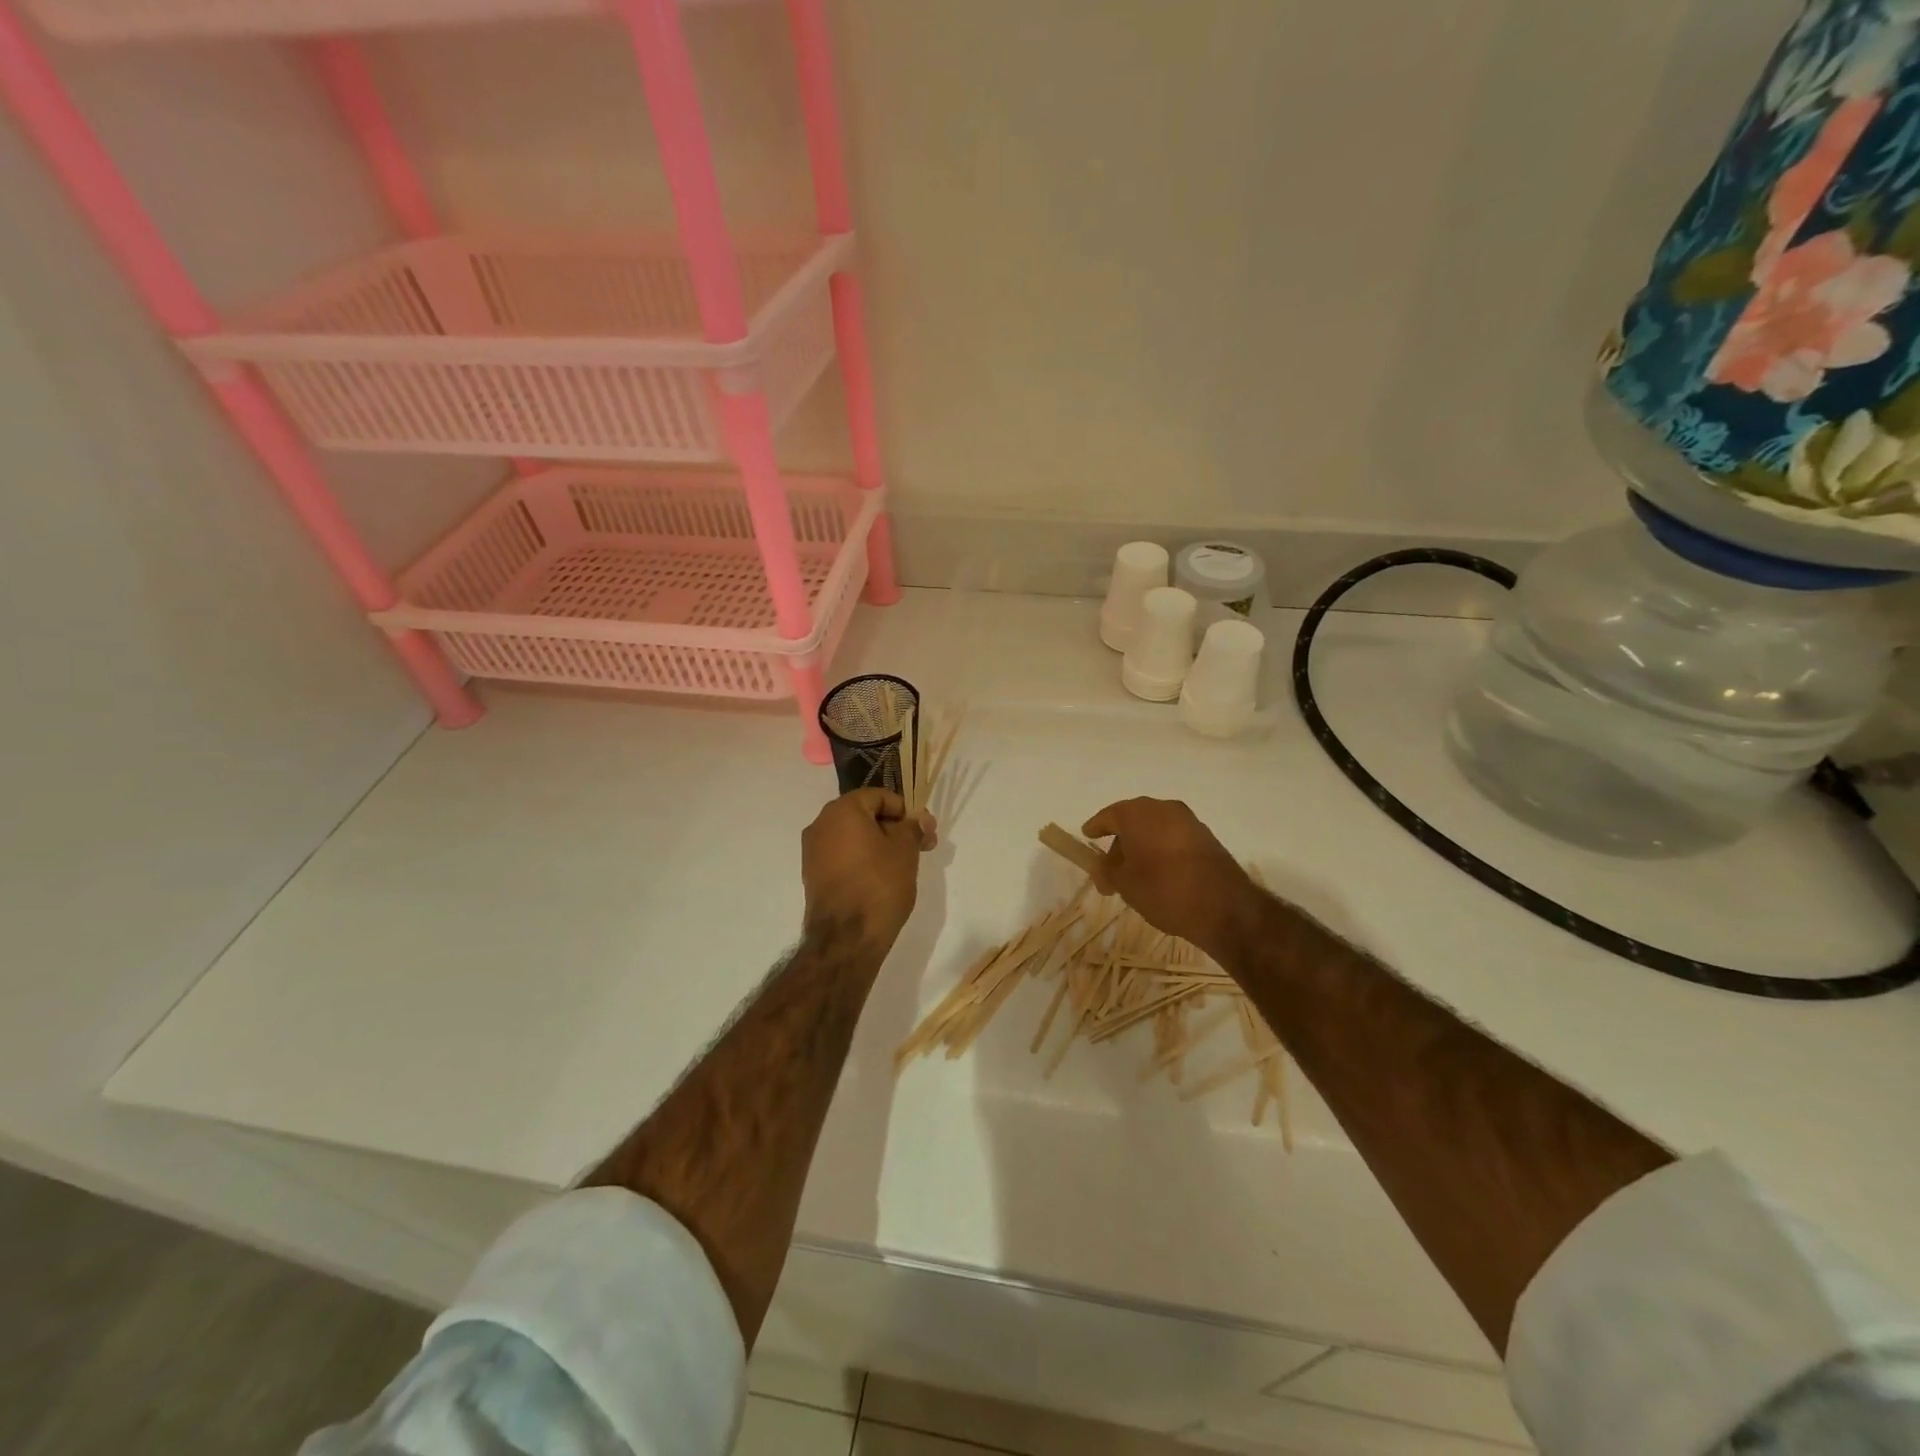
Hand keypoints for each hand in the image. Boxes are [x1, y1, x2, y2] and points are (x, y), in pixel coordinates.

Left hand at [802, 789, 935, 954]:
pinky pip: (843, 856)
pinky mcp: (813, 875)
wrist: (846, 938)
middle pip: (864, 815)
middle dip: (894, 827)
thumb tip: (920, 819)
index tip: (924, 830)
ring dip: (879, 844)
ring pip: (853, 837)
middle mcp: (821, 824)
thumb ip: (913, 827)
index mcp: (841, 810)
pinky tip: (882, 878)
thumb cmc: (879, 884)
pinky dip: (862, 859)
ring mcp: (813, 851)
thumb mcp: (905, 850)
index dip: (905, 810)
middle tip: (920, 846)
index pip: (879, 796)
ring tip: (904, 864)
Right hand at [1082, 798, 1259, 957]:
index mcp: (1137, 814)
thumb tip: (1102, 868)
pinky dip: (1161, 850)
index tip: (1087, 836)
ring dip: (1141, 847)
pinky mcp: (1206, 837)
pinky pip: (1173, 838)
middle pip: (1132, 821)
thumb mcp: (1125, 885)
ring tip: (1134, 876)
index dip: (1096, 827)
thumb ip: (1107, 872)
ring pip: (1154, 829)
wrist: (1224, 906)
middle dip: (1119, 844)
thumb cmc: (1163, 890)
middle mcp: (1163, 808)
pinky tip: (1159, 874)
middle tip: (1110, 871)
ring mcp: (1188, 821)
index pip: (1108, 815)